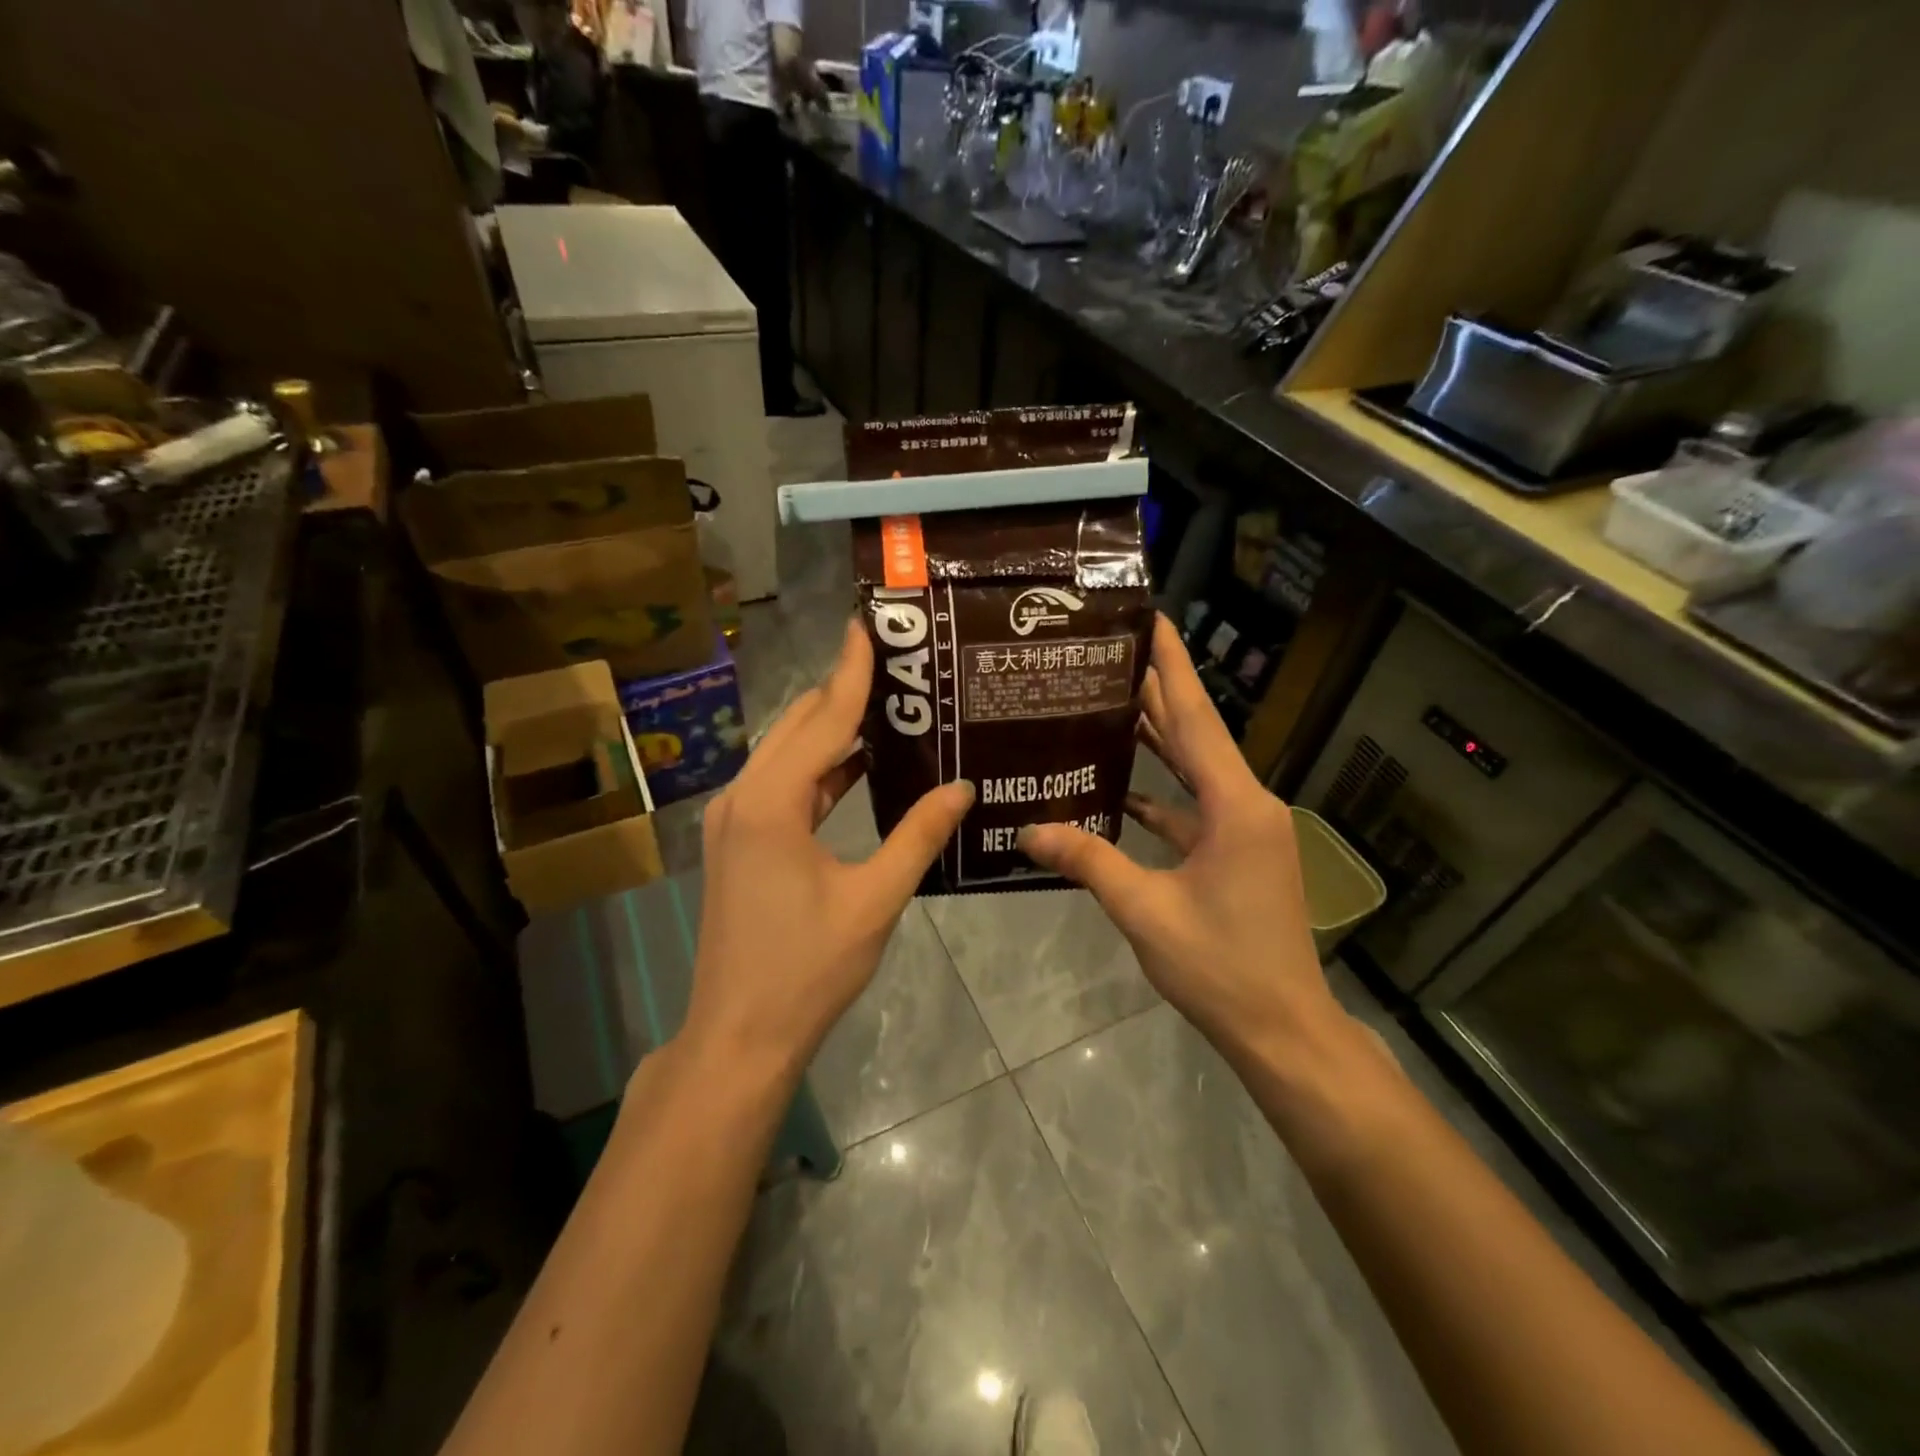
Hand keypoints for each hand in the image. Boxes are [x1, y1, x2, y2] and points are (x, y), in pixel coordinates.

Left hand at [681, 619, 973, 1081]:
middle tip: (897, 663)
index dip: (852, 671)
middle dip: (843, 691)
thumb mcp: (874, 900)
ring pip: (789, 755)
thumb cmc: (808, 969)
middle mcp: (743, 797)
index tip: (870, 624)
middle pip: (798, 726)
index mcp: (772, 803)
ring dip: (834, 731)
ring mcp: (734, 820)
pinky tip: (861, 765)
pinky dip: (821, 770)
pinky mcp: (738, 842)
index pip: (823, 719)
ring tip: (890, 706)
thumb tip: (964, 787)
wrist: (740, 1035)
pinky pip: (784, 787)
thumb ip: (919, 836)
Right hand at [1019, 614, 1345, 1064]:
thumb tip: (1027, 831)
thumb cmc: (1221, 967)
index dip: (1172, 666)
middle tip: (1109, 654)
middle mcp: (1246, 805)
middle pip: (1194, 735)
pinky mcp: (1236, 855)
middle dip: (1156, 692)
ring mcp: (1244, 831)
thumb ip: (1088, 862)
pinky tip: (1118, 788)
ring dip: (1155, 740)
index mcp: (1235, 806)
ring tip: (1107, 704)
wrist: (1282, 1030)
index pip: (1195, 719)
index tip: (1152, 618)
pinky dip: (1158, 795)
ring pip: (1193, 771)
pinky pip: (1192, 809)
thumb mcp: (1147, 911)